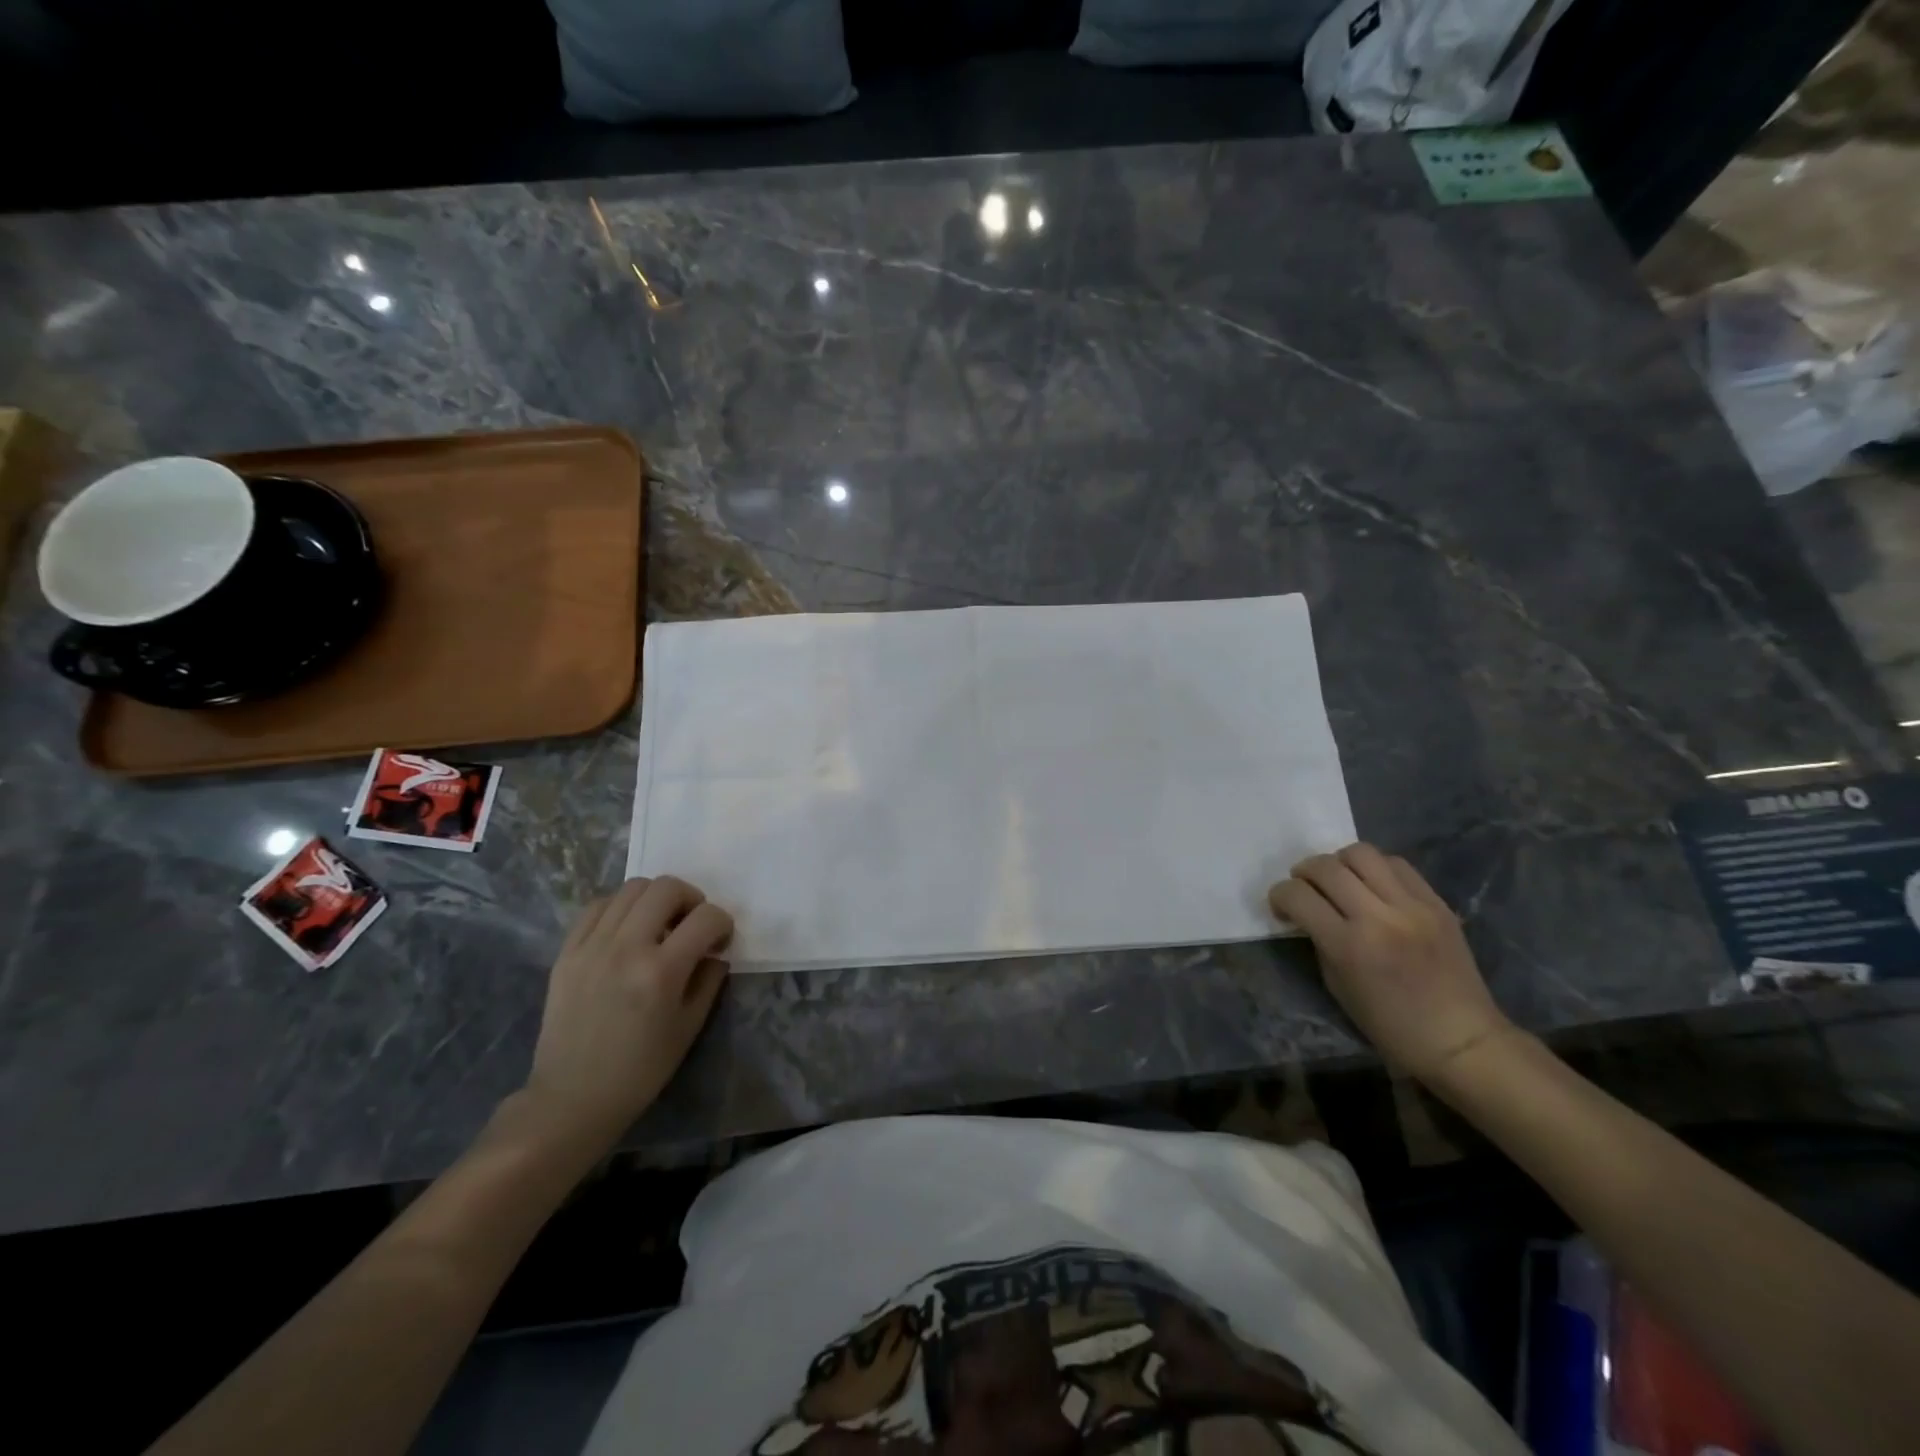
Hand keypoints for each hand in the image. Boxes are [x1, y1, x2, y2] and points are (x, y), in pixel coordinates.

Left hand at [522, 876, 733, 1144]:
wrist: (572, 1099)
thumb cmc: (640, 1070)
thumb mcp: (689, 1028)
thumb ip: (709, 980)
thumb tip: (715, 951)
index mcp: (661, 972)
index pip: (706, 917)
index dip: (723, 923)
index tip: (720, 941)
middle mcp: (626, 948)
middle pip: (667, 887)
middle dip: (692, 899)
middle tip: (692, 924)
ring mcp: (592, 947)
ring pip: (632, 888)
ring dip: (656, 898)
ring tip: (659, 924)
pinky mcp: (567, 952)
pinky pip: (598, 906)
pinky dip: (620, 908)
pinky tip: (627, 930)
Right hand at [1269, 843, 1511, 1080]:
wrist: (1461, 1040)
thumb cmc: (1390, 1026)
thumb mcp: (1337, 985)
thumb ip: (1320, 941)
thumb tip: (1307, 912)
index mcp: (1348, 945)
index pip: (1297, 895)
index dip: (1279, 896)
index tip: (1281, 907)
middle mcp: (1379, 916)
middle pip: (1325, 866)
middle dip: (1303, 873)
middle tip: (1304, 889)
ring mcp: (1412, 906)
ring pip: (1361, 853)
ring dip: (1339, 863)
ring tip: (1339, 881)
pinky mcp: (1436, 902)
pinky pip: (1396, 865)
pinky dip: (1375, 869)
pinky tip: (1373, 886)